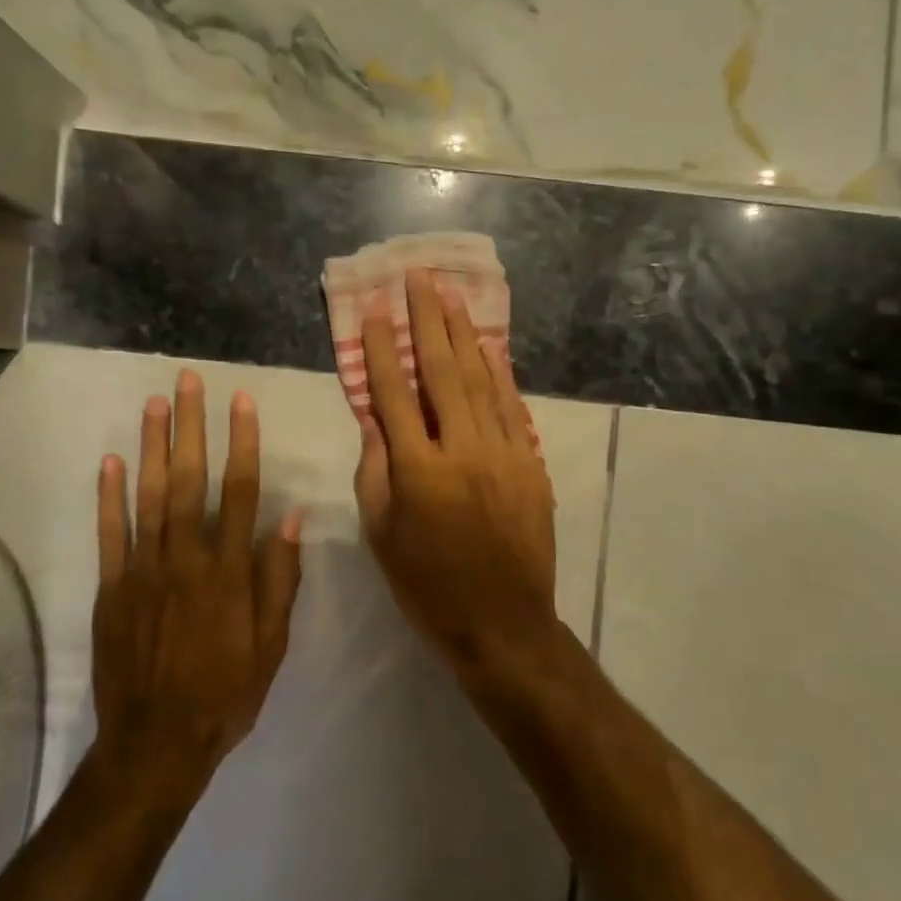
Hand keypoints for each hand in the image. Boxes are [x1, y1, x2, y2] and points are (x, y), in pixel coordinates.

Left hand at [92, 370, 303, 793]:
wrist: (156, 745)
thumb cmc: (226, 693)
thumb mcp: (272, 644)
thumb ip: (279, 579)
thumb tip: (290, 519)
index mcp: (229, 571)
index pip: (240, 491)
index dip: (242, 443)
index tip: (241, 402)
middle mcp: (186, 558)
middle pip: (190, 479)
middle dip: (191, 426)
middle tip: (188, 381)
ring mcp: (143, 570)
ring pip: (149, 495)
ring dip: (152, 445)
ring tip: (154, 403)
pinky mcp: (112, 588)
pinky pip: (110, 533)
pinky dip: (109, 496)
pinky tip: (111, 460)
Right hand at [354, 268, 557, 669]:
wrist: (504, 624)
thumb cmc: (428, 585)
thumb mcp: (382, 534)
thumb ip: (375, 468)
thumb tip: (372, 415)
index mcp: (418, 470)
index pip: (393, 393)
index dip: (380, 347)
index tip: (372, 308)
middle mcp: (462, 450)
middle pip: (440, 370)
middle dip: (426, 319)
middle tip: (418, 277)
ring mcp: (503, 452)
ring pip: (479, 379)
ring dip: (462, 333)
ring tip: (449, 294)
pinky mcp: (529, 462)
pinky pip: (510, 405)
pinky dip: (497, 370)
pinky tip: (487, 343)